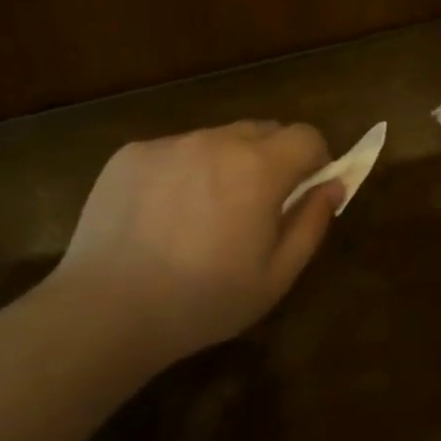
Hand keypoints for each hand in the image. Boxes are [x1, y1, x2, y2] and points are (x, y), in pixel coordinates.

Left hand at [52, 121, 341, 364]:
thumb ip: (312, 223)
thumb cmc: (202, 301)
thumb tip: (333, 184)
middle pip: (262, 131)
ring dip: (224, 164)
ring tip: (200, 216)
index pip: (306, 136)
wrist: (107, 309)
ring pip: (215, 140)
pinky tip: (160, 217)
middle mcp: (216, 140)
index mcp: (258, 168)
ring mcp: (170, 143)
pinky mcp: (132, 152)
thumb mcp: (275, 277)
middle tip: (254, 208)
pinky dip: (181, 172)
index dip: (314, 160)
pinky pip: (173, 151)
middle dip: (271, 159)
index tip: (303, 191)